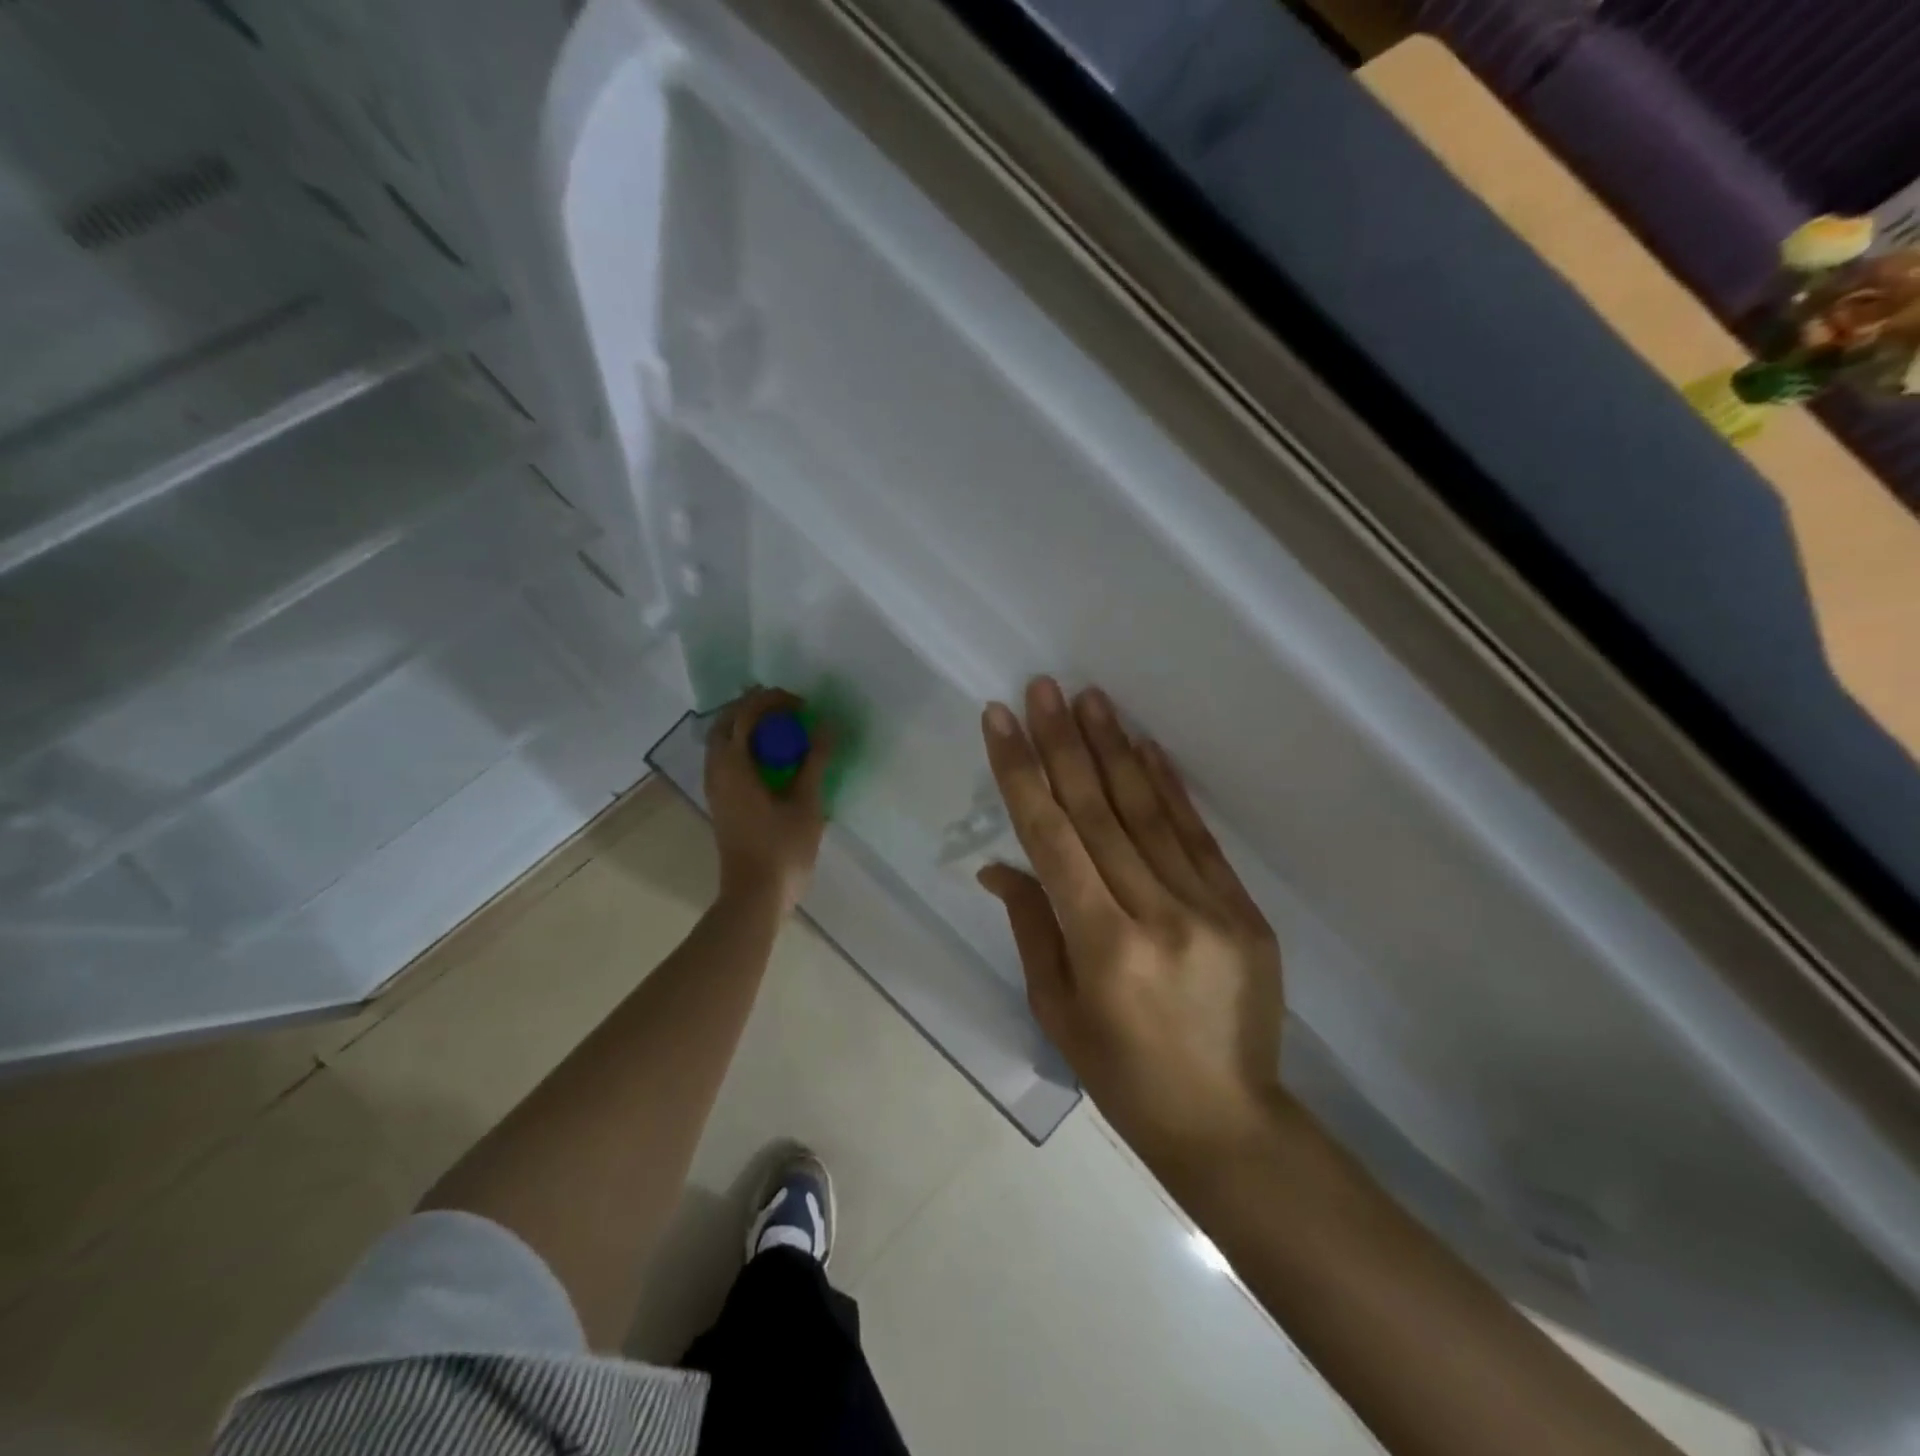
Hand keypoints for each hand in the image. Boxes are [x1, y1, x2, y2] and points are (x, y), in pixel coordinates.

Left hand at [705, 687, 831, 913]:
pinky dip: (746, 747)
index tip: (801, 704)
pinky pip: (727, 760)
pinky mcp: (721, 802)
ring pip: (723, 742)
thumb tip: (826, 727)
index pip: (745, 715)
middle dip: (754, 708)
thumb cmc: (782, 850)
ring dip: (748, 727)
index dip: (772, 701)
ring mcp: (715, 788)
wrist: (754, 896)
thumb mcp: (806, 804)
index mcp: (733, 767)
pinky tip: (772, 758)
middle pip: (726, 723)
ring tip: (781, 729)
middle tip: (787, 709)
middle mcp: (716, 771)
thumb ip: (815, 762)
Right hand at [978, 677, 1284, 1169]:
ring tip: (1092, 699)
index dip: (1022, 774)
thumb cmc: (1123, 1076)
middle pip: (1099, 812)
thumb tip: (1002, 863)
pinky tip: (1147, 747)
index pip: (1052, 839)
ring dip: (1116, 750)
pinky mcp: (1244, 910)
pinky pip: (1198, 836)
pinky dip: (1169, 787)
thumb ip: (1032, 927)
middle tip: (1045, 687)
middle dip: (1065, 744)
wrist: (1228, 1122)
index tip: (1001, 721)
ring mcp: (1208, 908)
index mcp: (1102, 946)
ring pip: (1150, 812)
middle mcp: (1156, 914)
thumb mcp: (1058, 1011)